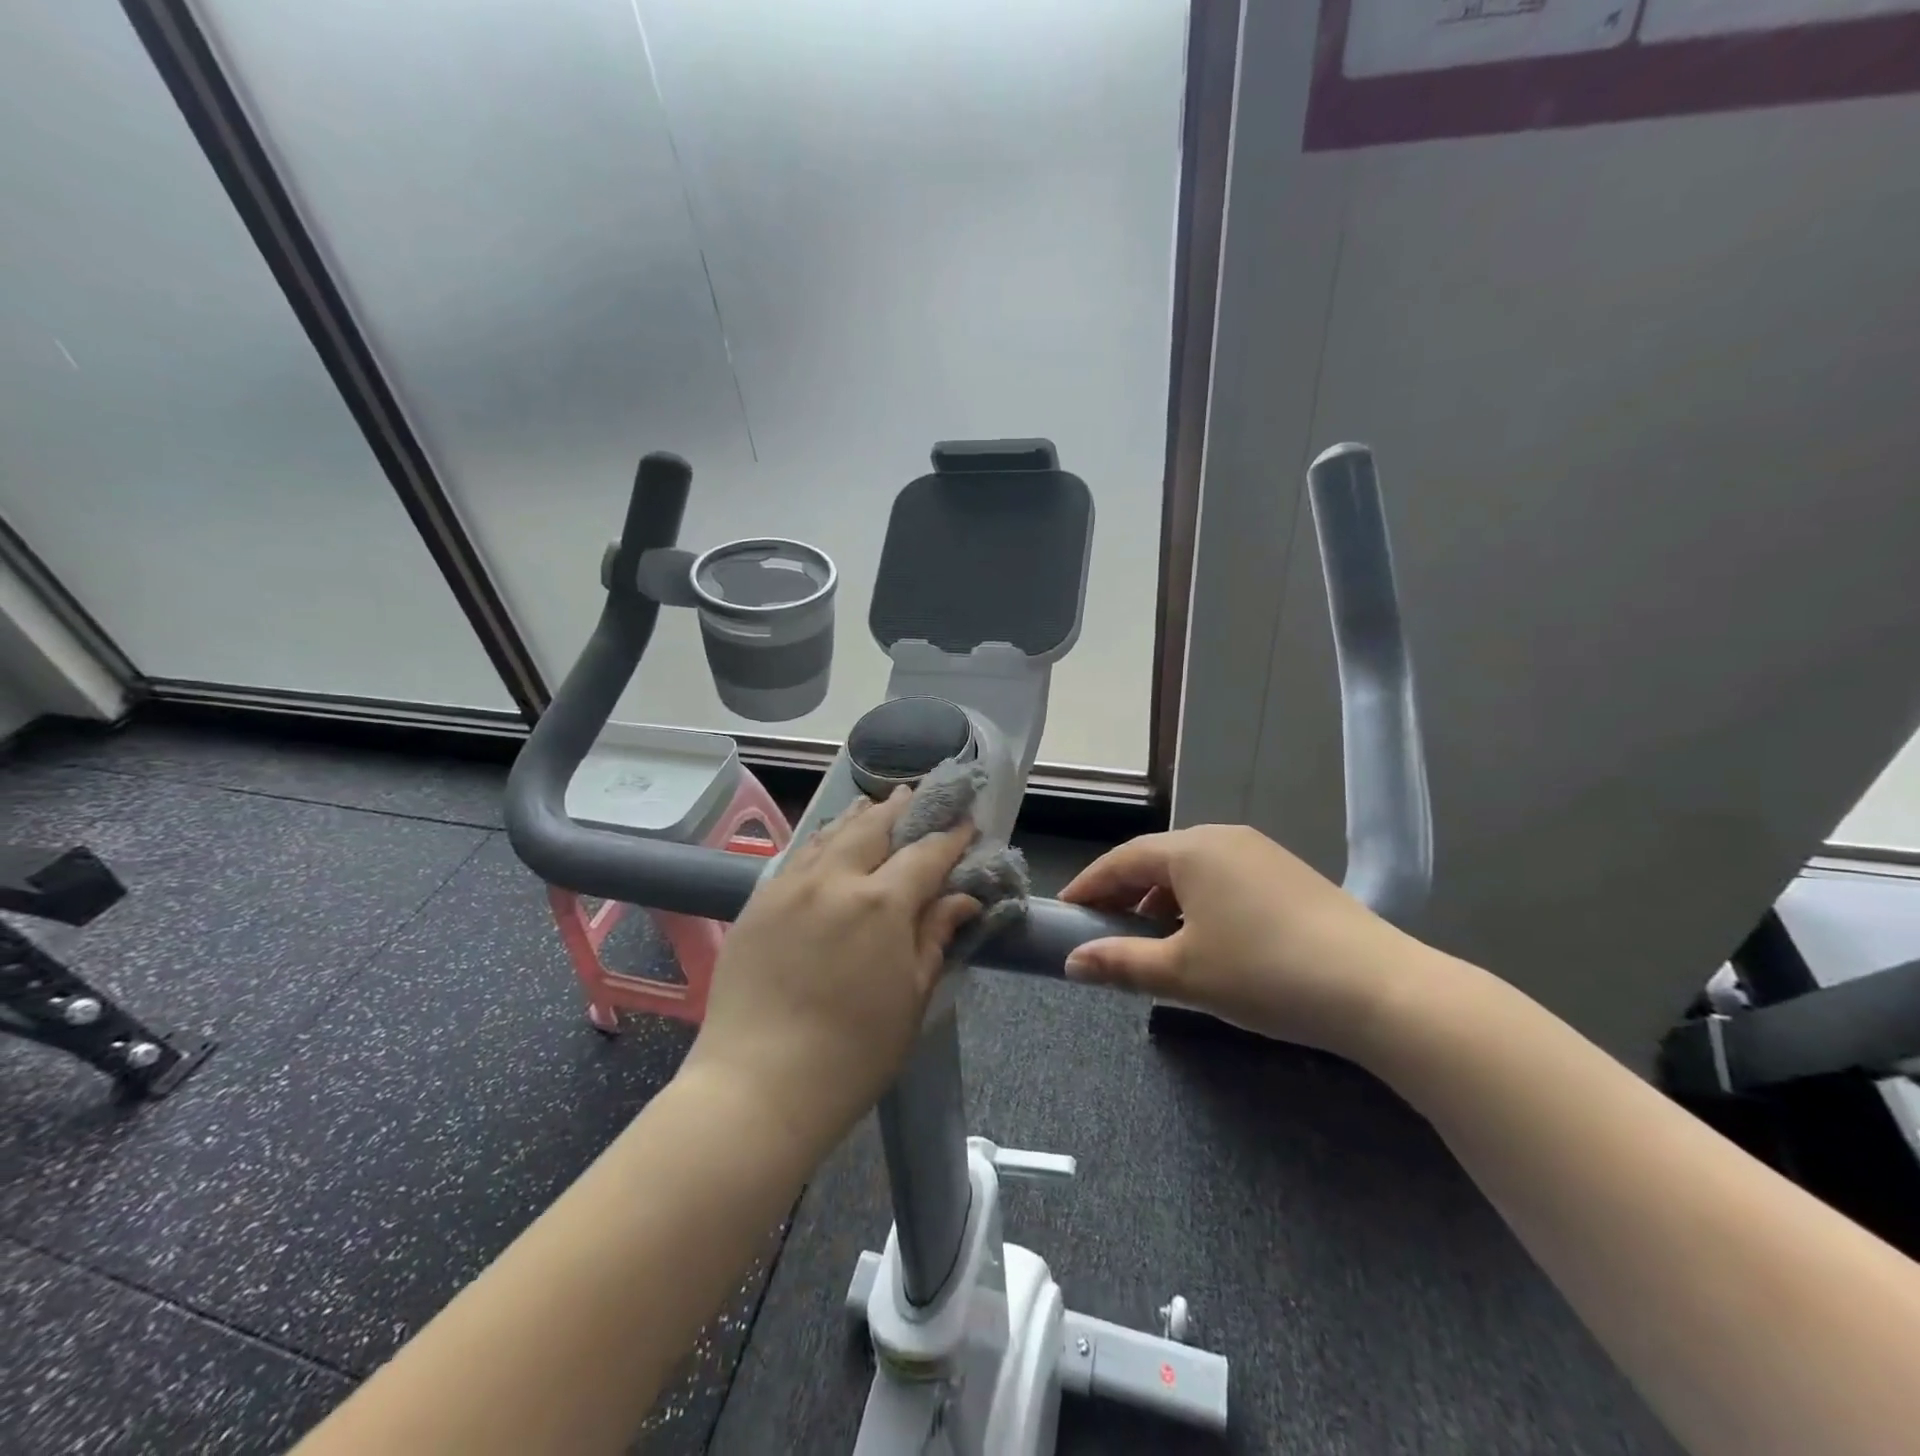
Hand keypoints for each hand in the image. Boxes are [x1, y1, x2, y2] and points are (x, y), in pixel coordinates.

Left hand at [683, 789, 979, 1156]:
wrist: (757, 1087)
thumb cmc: (852, 1053)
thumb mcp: (911, 997)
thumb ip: (935, 936)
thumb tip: (963, 899)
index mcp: (880, 903)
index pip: (925, 854)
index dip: (950, 838)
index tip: (967, 825)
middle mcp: (834, 880)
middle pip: (874, 827)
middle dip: (902, 808)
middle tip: (918, 794)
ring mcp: (789, 887)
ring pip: (831, 834)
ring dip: (860, 816)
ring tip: (876, 804)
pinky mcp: (758, 902)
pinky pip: (799, 856)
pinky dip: (823, 840)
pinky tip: (830, 841)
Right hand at [1061, 824, 1425, 1059]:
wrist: (1379, 989)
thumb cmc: (1264, 973)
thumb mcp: (1182, 974)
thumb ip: (1120, 962)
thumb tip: (1073, 963)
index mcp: (1192, 850)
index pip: (1122, 859)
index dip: (1089, 885)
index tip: (1065, 912)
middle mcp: (1223, 838)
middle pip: (1157, 859)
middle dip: (1124, 893)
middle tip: (1102, 929)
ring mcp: (1261, 852)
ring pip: (1192, 870)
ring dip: (1161, 899)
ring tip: (1151, 939)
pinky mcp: (1289, 874)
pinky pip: (1224, 878)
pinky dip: (1198, 902)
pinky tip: (1204, 938)